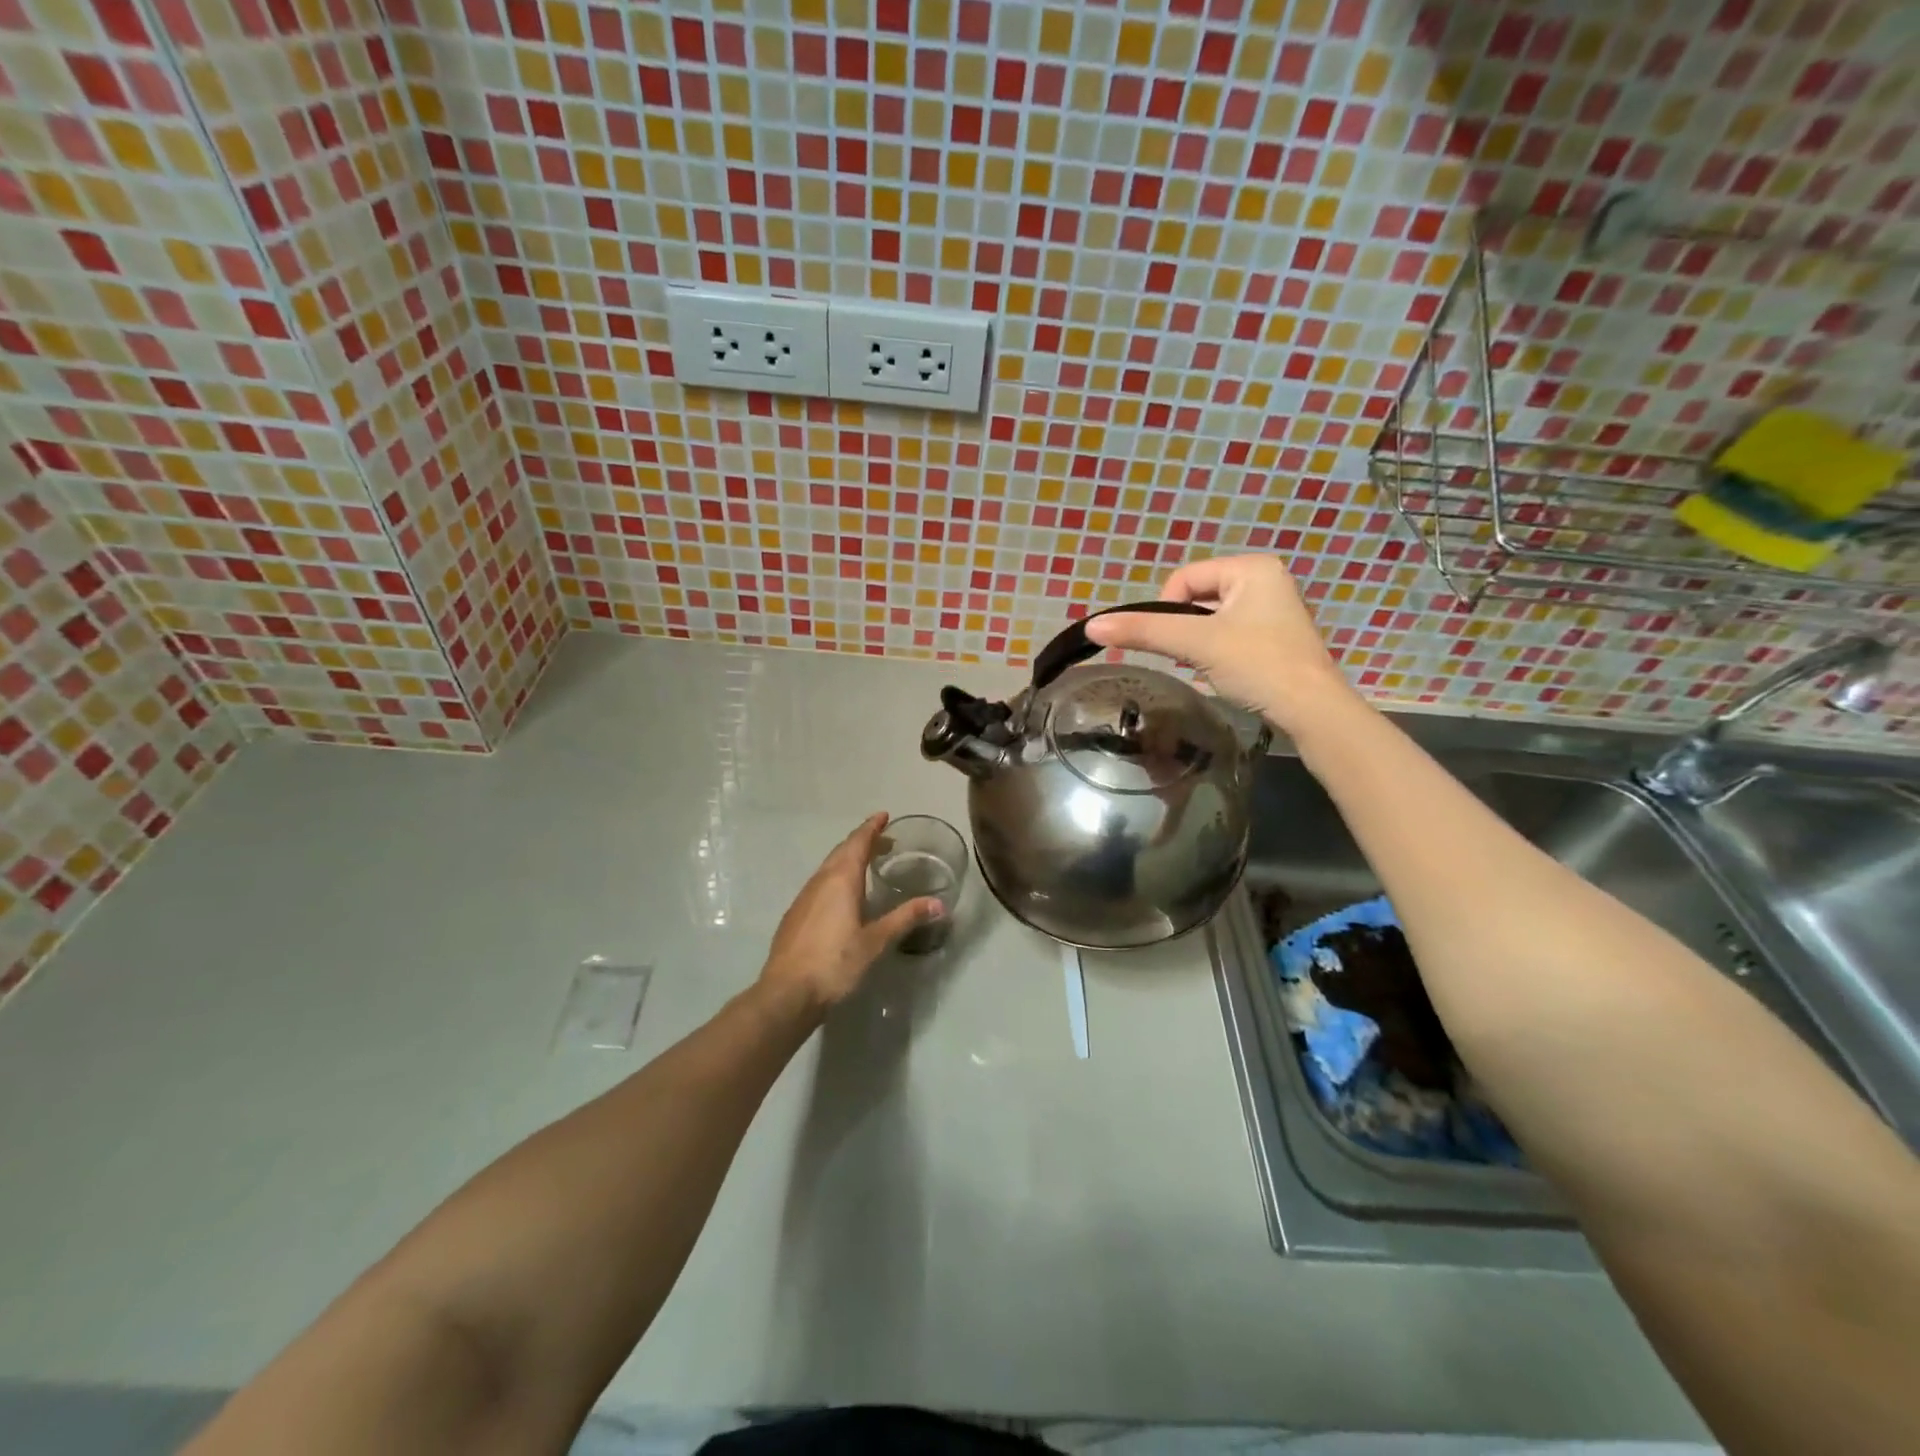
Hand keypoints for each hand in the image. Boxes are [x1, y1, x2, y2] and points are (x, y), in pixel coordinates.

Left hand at [759, 813, 944, 1013]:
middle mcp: (819, 881)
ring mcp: (803, 898)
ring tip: (867, 865)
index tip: (883, 815)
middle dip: (862, 841)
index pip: (857, 843)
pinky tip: (842, 897)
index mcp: (840, 880)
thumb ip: (905, 918)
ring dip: (848, 859)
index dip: (871, 828)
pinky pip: (819, 884)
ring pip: (828, 867)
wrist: (786, 993)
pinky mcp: (795, 915)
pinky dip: (835, 877)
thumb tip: (939, 904)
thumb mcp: (876, 941)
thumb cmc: (835, 963)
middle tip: (884, 840)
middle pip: (842, 851)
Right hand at [1083, 554, 1358, 732]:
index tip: (1174, 643)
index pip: (1184, 578)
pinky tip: (1225, 673)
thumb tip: (1092, 626)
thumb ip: (1143, 631)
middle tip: (1191, 657)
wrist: (1312, 711)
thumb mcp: (1195, 644)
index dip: (1167, 609)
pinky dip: (1218, 652)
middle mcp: (1266, 580)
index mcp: (1252, 567)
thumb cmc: (1257, 665)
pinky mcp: (1276, 638)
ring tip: (1209, 667)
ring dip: (1199, 642)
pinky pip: (1230, 634)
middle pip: (1197, 597)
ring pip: (1212, 619)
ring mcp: (1274, 610)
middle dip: (1185, 629)